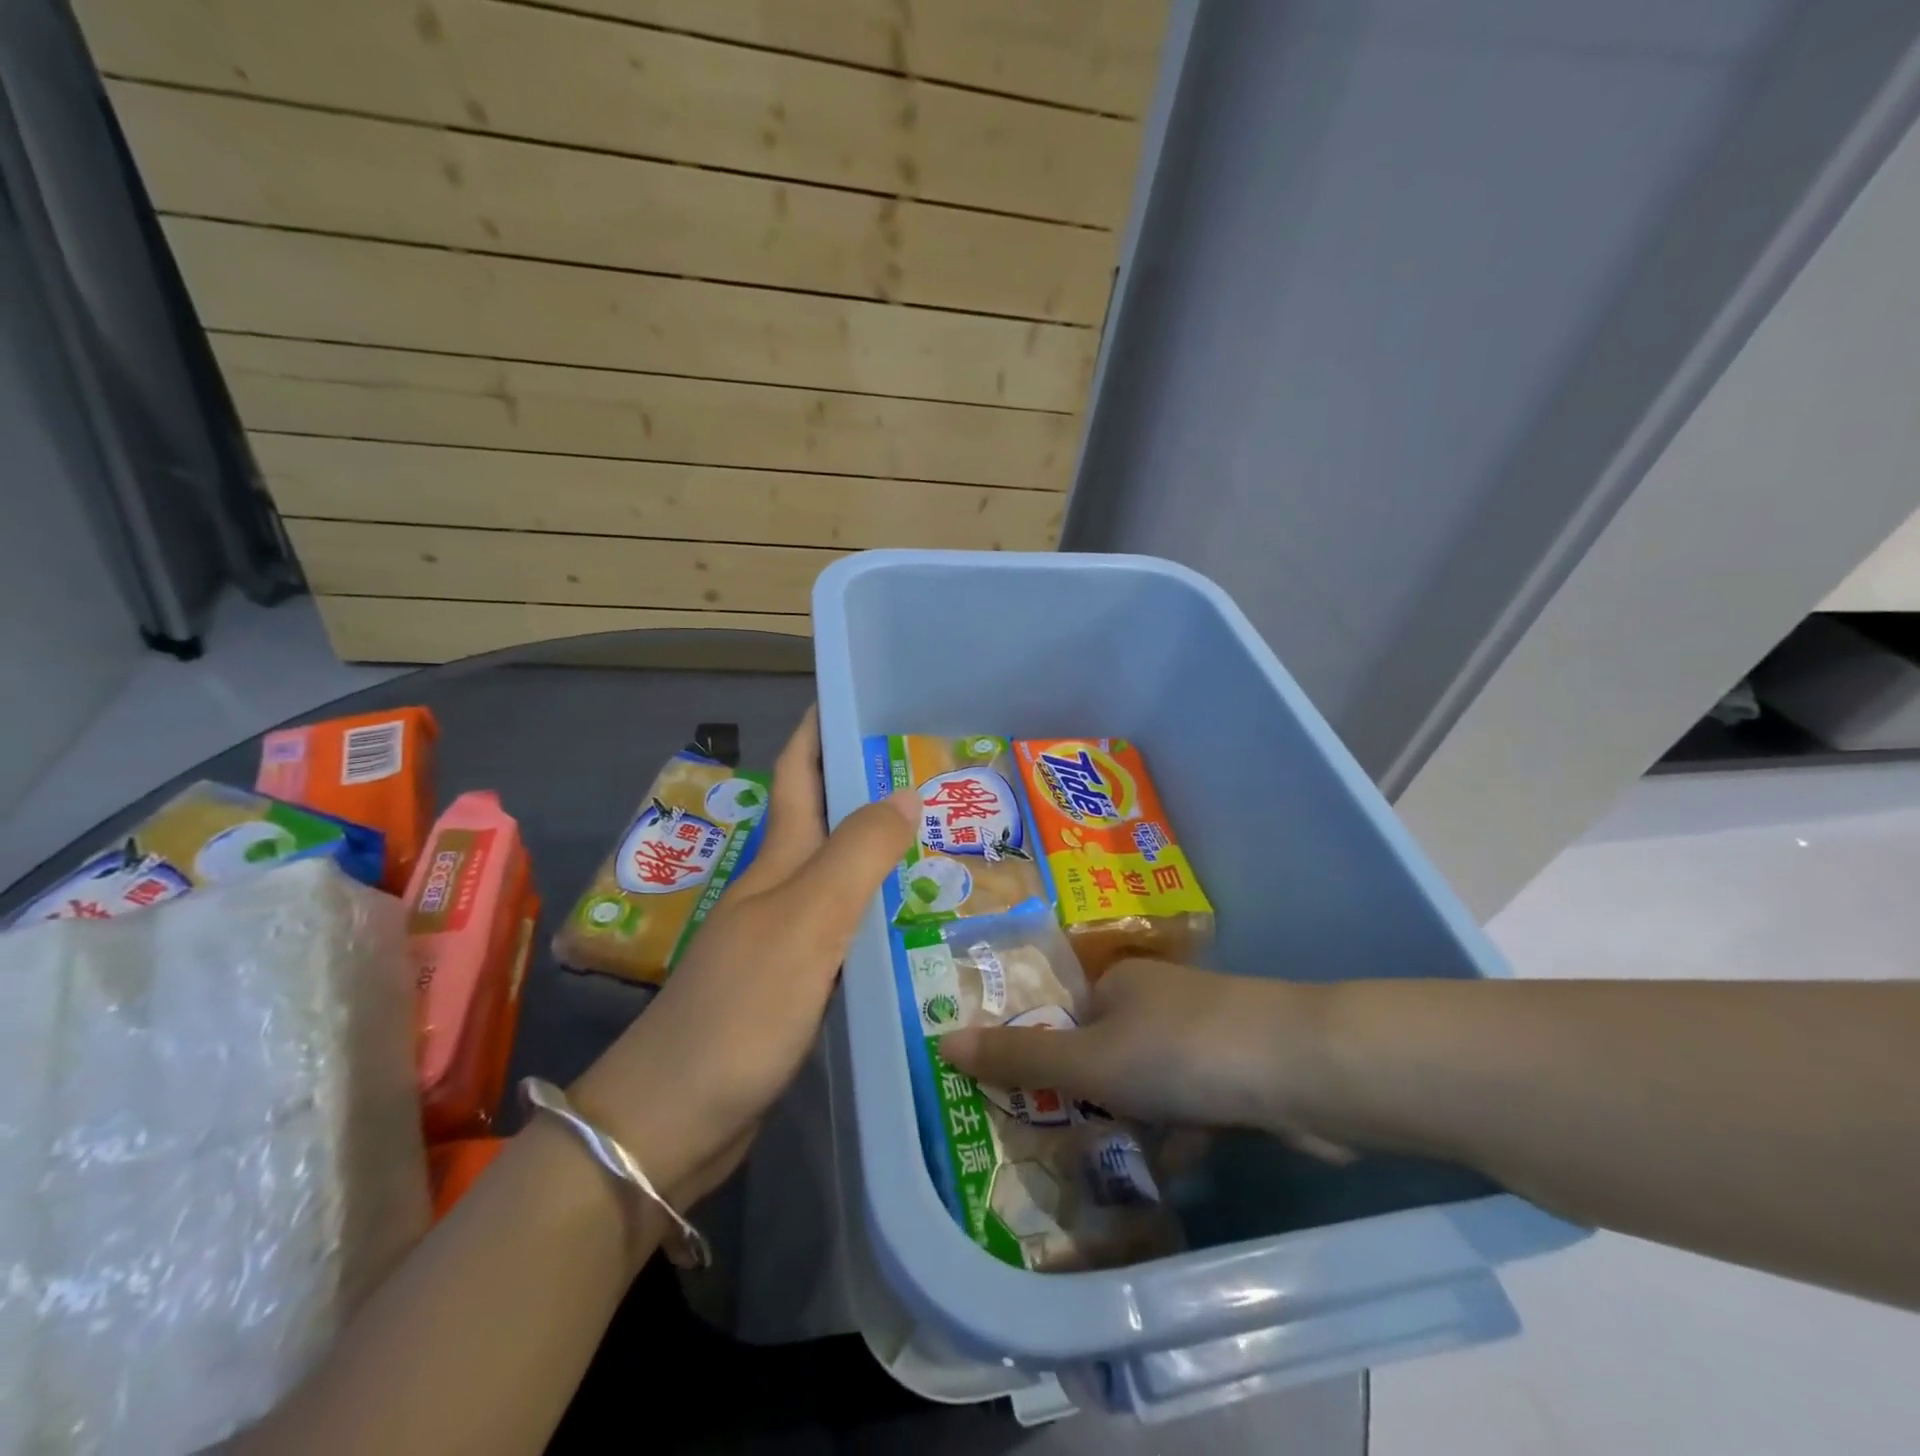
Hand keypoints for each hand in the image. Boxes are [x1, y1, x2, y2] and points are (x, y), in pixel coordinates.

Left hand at [570, 707, 916, 1206]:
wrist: (673, 1121)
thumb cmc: (740, 1009)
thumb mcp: (806, 921)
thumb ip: (857, 854)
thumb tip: (905, 789)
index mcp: (779, 861)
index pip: (801, 772)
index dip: (823, 728)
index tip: (866, 696)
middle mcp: (782, 890)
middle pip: (830, 821)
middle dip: (873, 786)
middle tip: (940, 772)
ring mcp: (788, 939)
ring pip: (844, 877)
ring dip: (884, 851)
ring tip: (945, 838)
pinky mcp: (799, 985)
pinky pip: (850, 931)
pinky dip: (883, 914)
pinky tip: (917, 922)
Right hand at [940, 958, 1350, 1158]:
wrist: (1302, 1069)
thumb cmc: (1179, 1052)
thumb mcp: (1088, 1058)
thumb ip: (1019, 1056)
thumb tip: (941, 1040)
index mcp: (1119, 983)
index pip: (1065, 1019)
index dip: (1043, 1061)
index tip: (1026, 1109)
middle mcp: (1158, 1001)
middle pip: (1106, 1055)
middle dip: (1087, 1102)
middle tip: (1058, 1151)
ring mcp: (1202, 1038)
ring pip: (1149, 1086)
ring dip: (1132, 1125)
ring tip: (1101, 1174)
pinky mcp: (1237, 1077)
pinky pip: (1191, 1109)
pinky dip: (1178, 1137)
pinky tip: (1167, 1172)